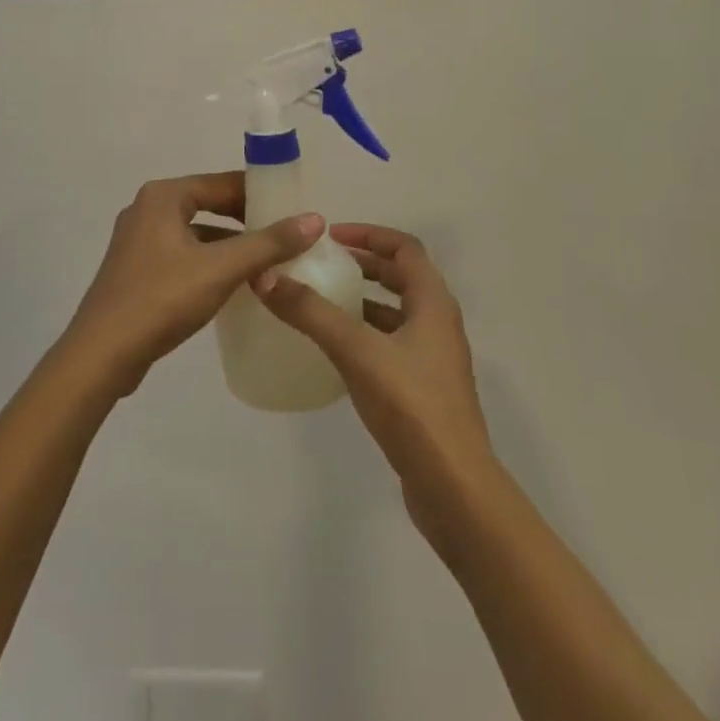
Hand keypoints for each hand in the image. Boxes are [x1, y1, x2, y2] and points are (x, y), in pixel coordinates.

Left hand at [63, 173, 322, 397]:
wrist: (101, 355)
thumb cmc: (161, 299)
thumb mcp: (221, 269)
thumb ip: (269, 243)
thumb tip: (315, 219)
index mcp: (164, 197)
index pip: (222, 183)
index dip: (259, 193)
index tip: (292, 208)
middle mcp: (148, 210)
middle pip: (210, 206)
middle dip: (247, 222)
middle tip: (285, 237)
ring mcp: (139, 242)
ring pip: (197, 234)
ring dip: (231, 246)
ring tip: (269, 263)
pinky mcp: (137, 271)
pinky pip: (184, 256)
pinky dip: (211, 264)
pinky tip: (235, 285)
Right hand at [255, 224, 492, 542]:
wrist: (453, 486)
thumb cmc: (411, 406)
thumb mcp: (356, 351)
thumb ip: (311, 313)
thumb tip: (266, 276)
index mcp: (433, 303)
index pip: (404, 248)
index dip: (369, 235)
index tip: (331, 237)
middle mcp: (438, 323)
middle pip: (402, 277)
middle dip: (364, 264)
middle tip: (323, 264)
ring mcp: (433, 359)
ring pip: (396, 313)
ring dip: (364, 300)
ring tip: (323, 301)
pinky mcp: (424, 389)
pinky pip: (391, 344)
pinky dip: (365, 334)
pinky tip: (336, 350)